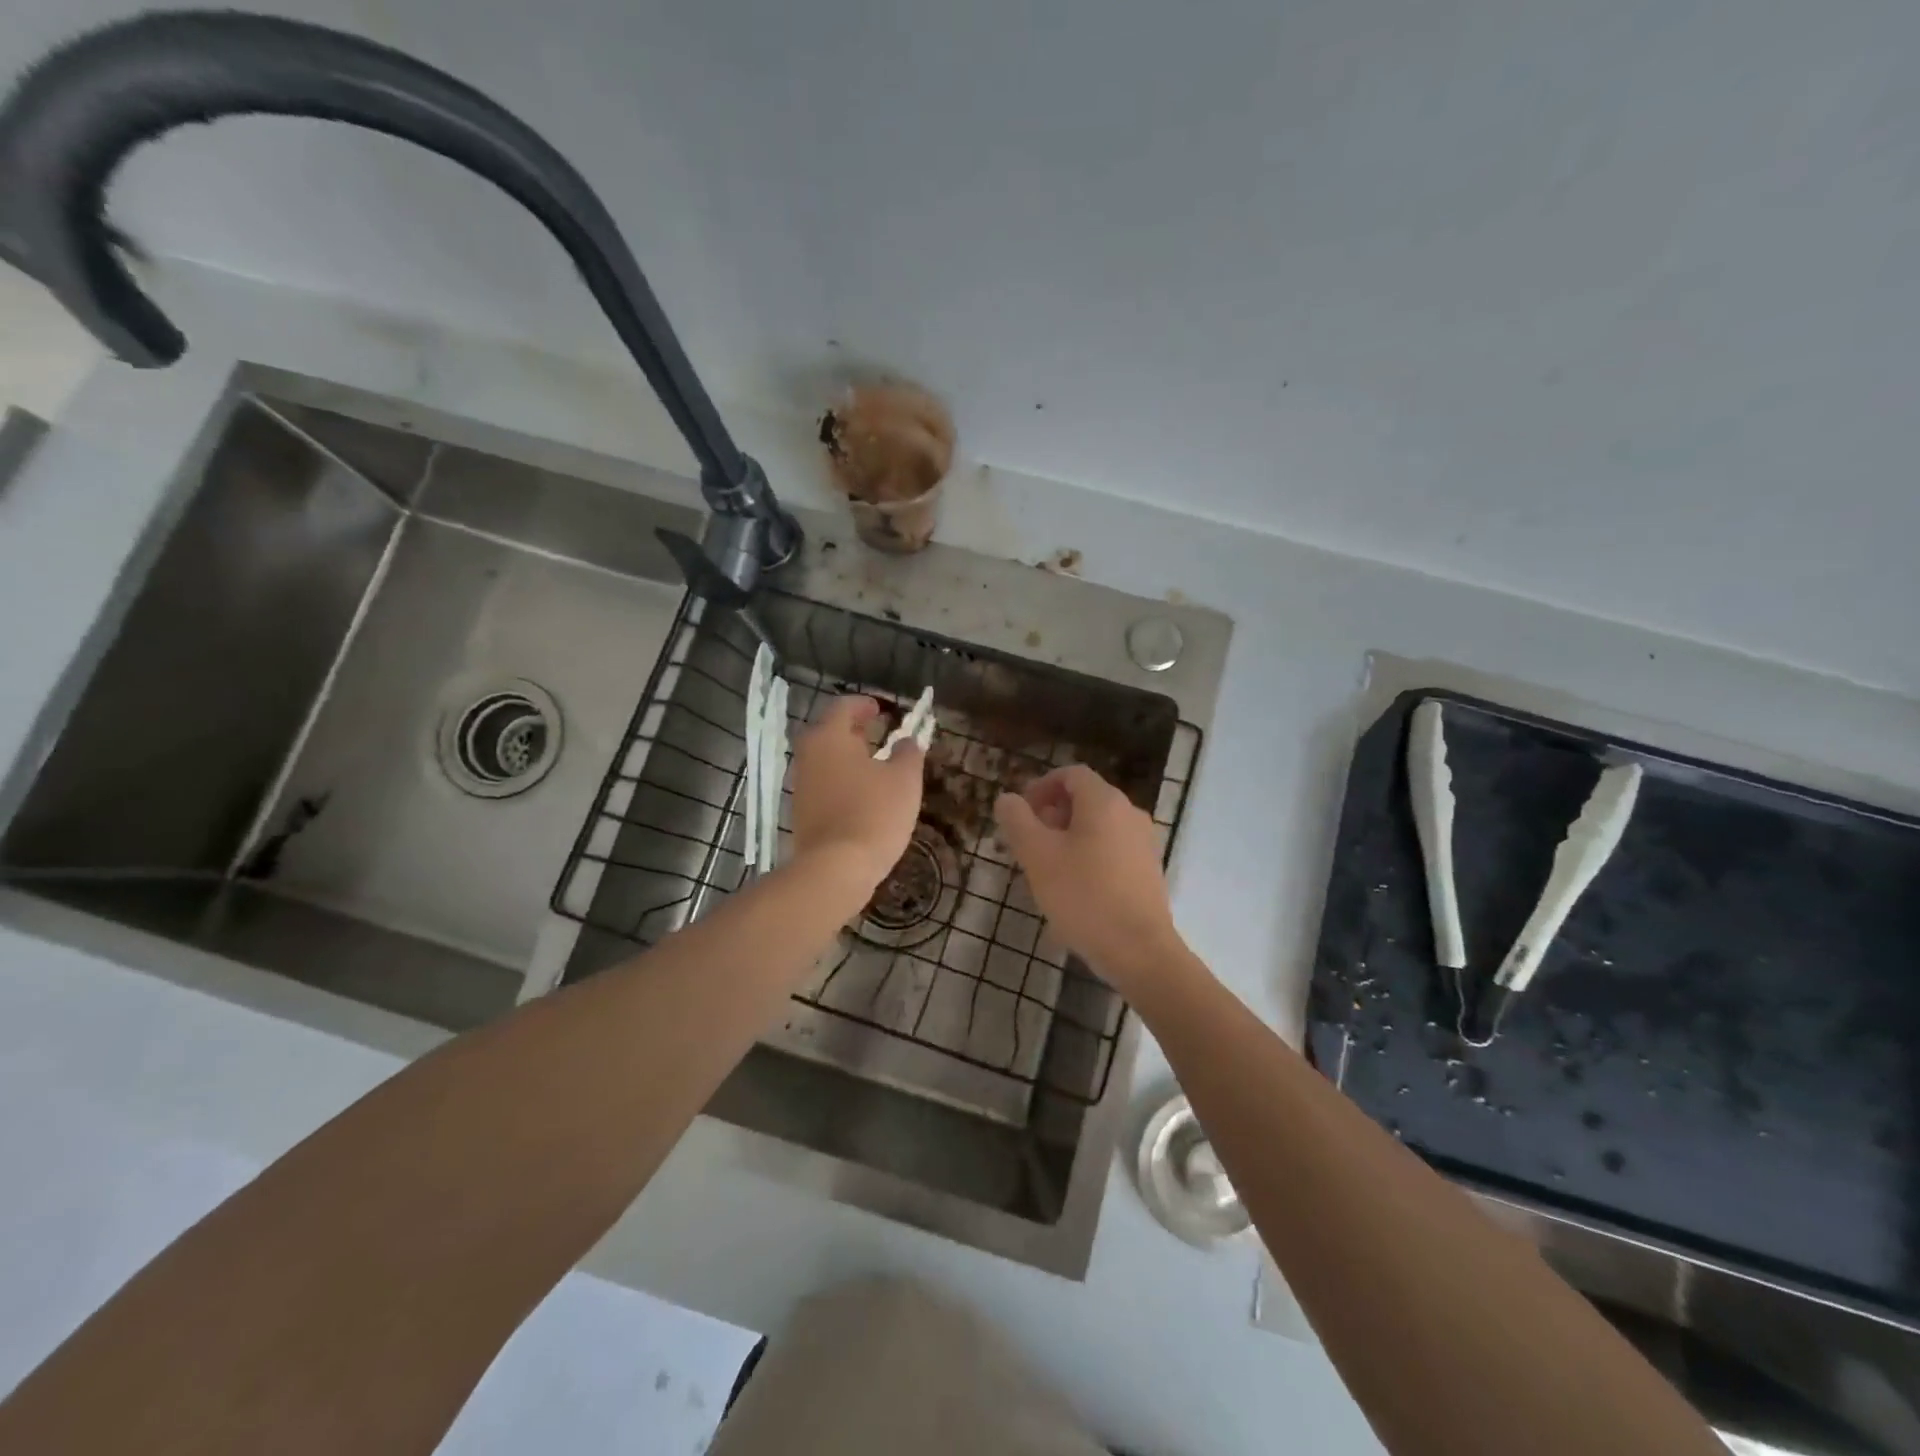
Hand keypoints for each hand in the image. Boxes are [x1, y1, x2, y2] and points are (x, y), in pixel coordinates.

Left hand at [788, 696, 924, 891]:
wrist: (835, 868)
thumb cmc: (874, 813)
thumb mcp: (904, 779)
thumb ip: (908, 753)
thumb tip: (907, 741)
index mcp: (829, 737)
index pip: (843, 706)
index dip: (864, 705)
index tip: (882, 710)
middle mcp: (808, 755)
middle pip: (829, 732)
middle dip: (854, 730)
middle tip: (878, 733)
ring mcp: (801, 785)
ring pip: (825, 759)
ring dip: (847, 757)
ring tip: (874, 765)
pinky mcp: (801, 812)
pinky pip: (823, 784)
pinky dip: (841, 780)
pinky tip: (861, 795)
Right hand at [993, 765, 1185, 992]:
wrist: (1139, 951)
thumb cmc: (1083, 896)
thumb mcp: (1037, 856)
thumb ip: (1017, 820)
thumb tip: (1008, 799)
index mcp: (1104, 802)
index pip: (1071, 774)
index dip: (1041, 786)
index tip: (1021, 812)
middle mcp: (1130, 814)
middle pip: (1085, 800)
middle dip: (1051, 815)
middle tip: (1027, 844)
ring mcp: (1143, 844)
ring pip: (1098, 828)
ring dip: (1068, 839)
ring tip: (1046, 870)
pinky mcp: (1148, 872)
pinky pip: (1111, 852)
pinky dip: (1088, 858)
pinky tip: (1072, 892)